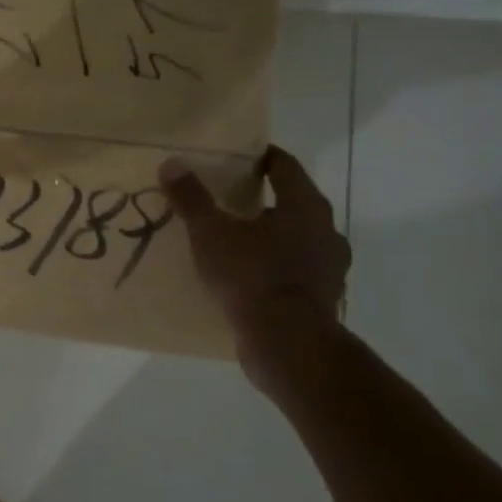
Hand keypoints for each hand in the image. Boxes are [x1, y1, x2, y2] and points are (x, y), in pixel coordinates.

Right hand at [158, 146, 349, 355]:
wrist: (287, 344)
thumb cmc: (252, 276)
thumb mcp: (211, 233)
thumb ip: (192, 198)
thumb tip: (172, 164)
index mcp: (305, 207)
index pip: (285, 167)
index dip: (262, 158)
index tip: (239, 157)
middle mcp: (326, 232)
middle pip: (293, 203)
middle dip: (263, 200)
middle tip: (229, 199)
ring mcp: (329, 268)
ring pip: (297, 240)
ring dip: (271, 237)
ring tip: (237, 242)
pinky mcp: (322, 298)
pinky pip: (295, 272)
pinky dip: (274, 268)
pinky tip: (248, 278)